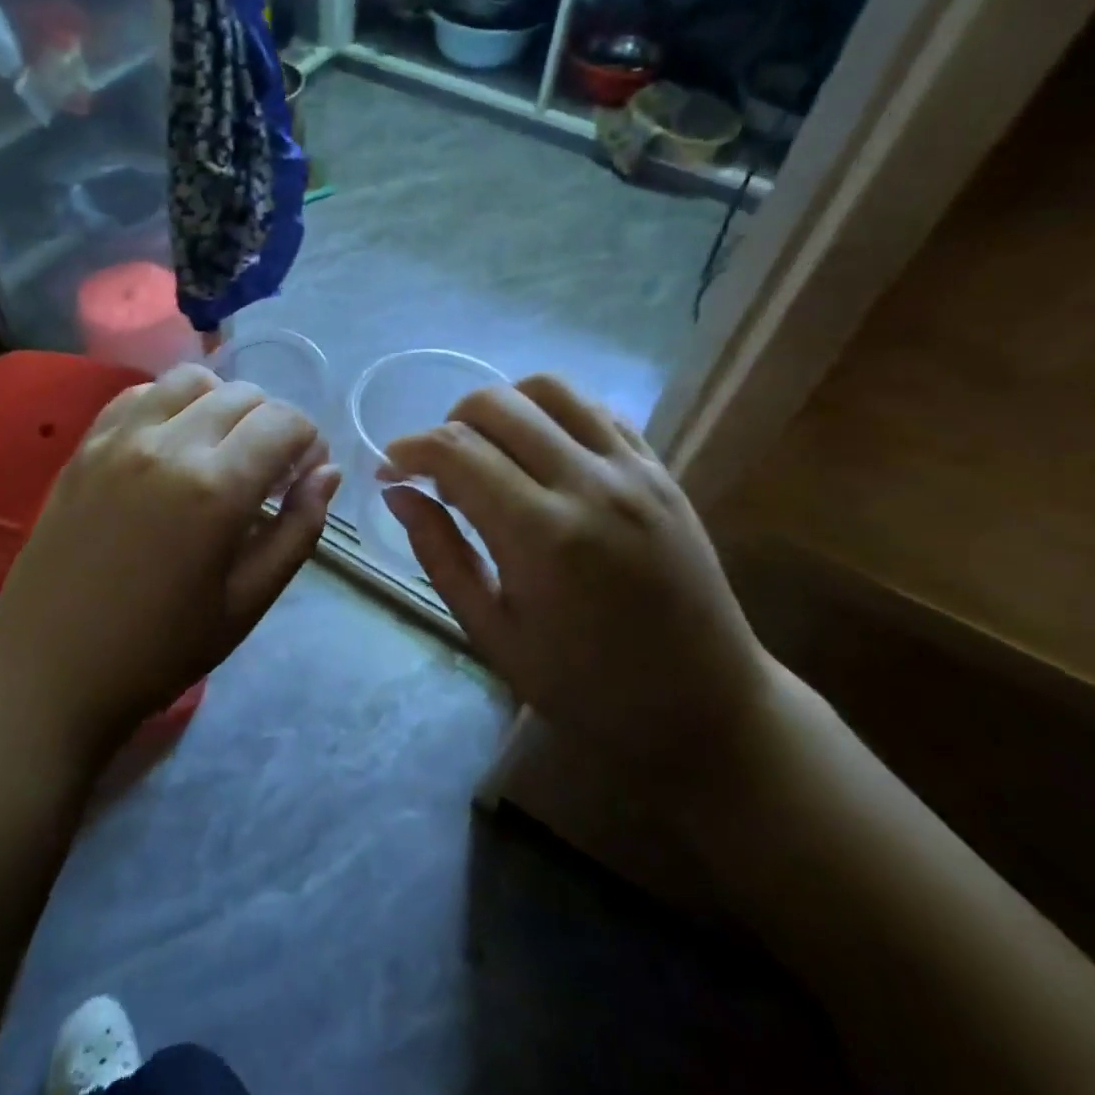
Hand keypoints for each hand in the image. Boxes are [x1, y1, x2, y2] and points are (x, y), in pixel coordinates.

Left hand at [0, 364, 339, 763]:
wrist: (49, 672)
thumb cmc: (160, 649)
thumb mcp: (249, 602)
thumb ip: (299, 529)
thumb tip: (326, 472)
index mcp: (216, 488)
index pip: (285, 422)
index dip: (308, 442)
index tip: (301, 477)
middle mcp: (168, 444)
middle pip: (244, 394)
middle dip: (271, 423)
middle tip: (266, 471)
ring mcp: (119, 439)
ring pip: (191, 381)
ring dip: (222, 404)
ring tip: (219, 449)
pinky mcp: (85, 446)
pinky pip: (139, 394)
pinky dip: (170, 404)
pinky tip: (170, 445)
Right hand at [381, 374, 774, 776]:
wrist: (705, 705)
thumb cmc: (587, 688)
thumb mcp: (493, 634)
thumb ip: (440, 554)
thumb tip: (397, 492)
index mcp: (543, 536)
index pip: (456, 451)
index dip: (409, 450)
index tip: (390, 468)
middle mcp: (590, 484)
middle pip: (497, 404)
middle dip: (448, 423)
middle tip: (439, 468)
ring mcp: (634, 469)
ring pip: (549, 388)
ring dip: (503, 407)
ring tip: (490, 450)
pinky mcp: (661, 469)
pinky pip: (596, 408)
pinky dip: (553, 414)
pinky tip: (542, 452)